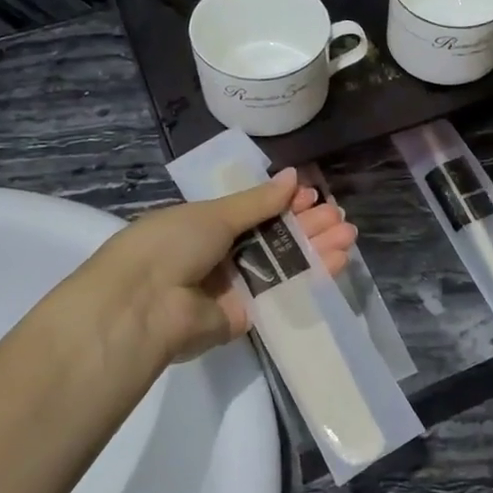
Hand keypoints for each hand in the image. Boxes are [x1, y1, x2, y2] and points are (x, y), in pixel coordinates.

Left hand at [54, 169, 358, 380]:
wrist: (144, 307)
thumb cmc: (171, 245)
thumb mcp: (213, 214)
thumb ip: (258, 201)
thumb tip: (293, 176)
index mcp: (204, 225)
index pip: (253, 211)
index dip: (283, 202)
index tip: (312, 194)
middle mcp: (219, 255)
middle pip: (273, 237)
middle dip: (306, 225)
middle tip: (339, 216)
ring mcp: (233, 287)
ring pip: (282, 265)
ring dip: (315, 249)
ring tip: (348, 235)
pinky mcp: (246, 316)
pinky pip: (281, 294)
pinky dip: (310, 279)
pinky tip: (337, 262)